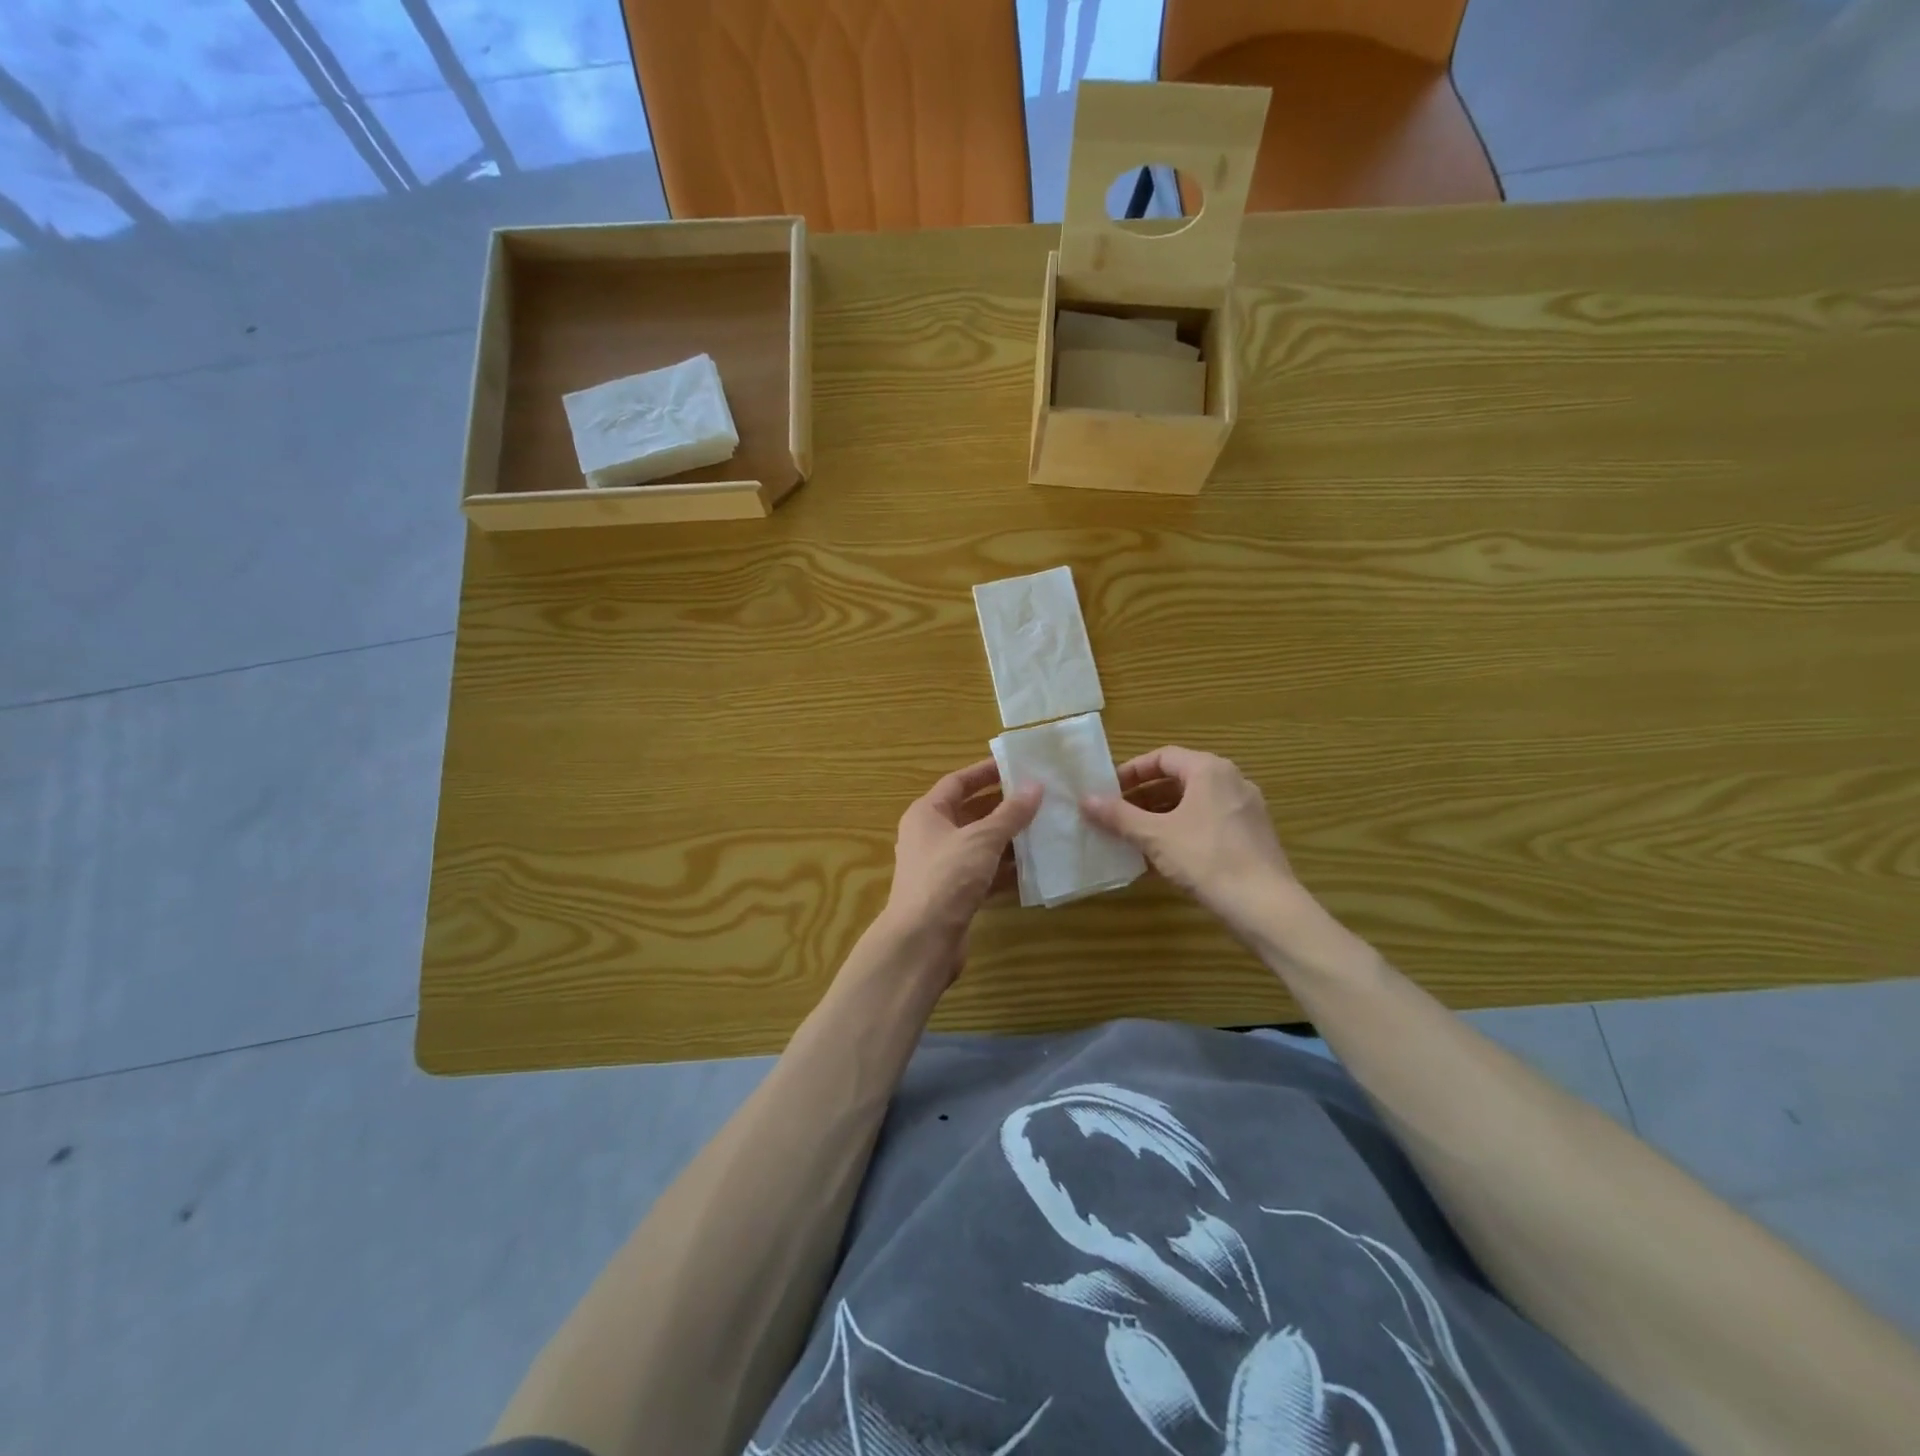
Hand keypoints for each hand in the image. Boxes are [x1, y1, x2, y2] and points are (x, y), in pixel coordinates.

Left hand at [884, 759, 1041, 948]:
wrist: (922, 941)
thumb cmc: (947, 877)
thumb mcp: (982, 839)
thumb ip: (1010, 813)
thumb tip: (1035, 786)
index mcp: (926, 814)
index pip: (957, 782)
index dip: (985, 772)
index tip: (1016, 766)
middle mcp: (930, 836)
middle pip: (969, 813)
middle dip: (1003, 806)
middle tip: (1038, 797)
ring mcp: (942, 867)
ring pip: (979, 845)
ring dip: (1008, 838)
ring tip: (1043, 828)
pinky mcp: (954, 895)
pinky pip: (983, 873)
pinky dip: (1005, 869)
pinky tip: (1033, 867)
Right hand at [1081, 746, 1307, 935]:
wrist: (1264, 906)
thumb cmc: (1206, 859)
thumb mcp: (1155, 836)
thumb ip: (1119, 816)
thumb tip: (1085, 800)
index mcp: (1209, 770)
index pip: (1163, 757)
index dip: (1132, 772)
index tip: (1108, 791)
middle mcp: (1232, 781)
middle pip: (1179, 779)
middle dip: (1144, 797)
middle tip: (1116, 815)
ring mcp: (1246, 809)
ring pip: (1194, 804)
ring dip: (1161, 816)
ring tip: (1134, 837)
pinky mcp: (1252, 836)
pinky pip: (1209, 823)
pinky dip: (1183, 831)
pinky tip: (1163, 857)